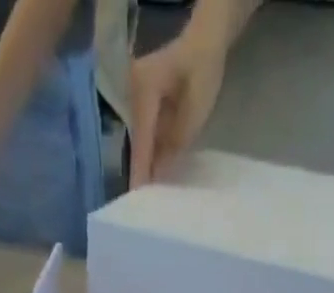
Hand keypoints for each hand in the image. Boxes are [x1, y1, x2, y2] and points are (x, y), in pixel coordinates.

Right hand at [128, 30, 227, 188]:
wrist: (203, 43)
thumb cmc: (203, 70)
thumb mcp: (196, 110)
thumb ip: (176, 142)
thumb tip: (159, 173)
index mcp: (144, 90)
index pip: (141, 140)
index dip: (140, 172)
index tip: (136, 202)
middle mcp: (131, 93)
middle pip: (135, 143)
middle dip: (139, 173)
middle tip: (139, 208)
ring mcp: (132, 99)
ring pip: (137, 142)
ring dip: (143, 166)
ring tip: (145, 198)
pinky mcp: (137, 106)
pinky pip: (142, 136)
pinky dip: (148, 155)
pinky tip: (151, 176)